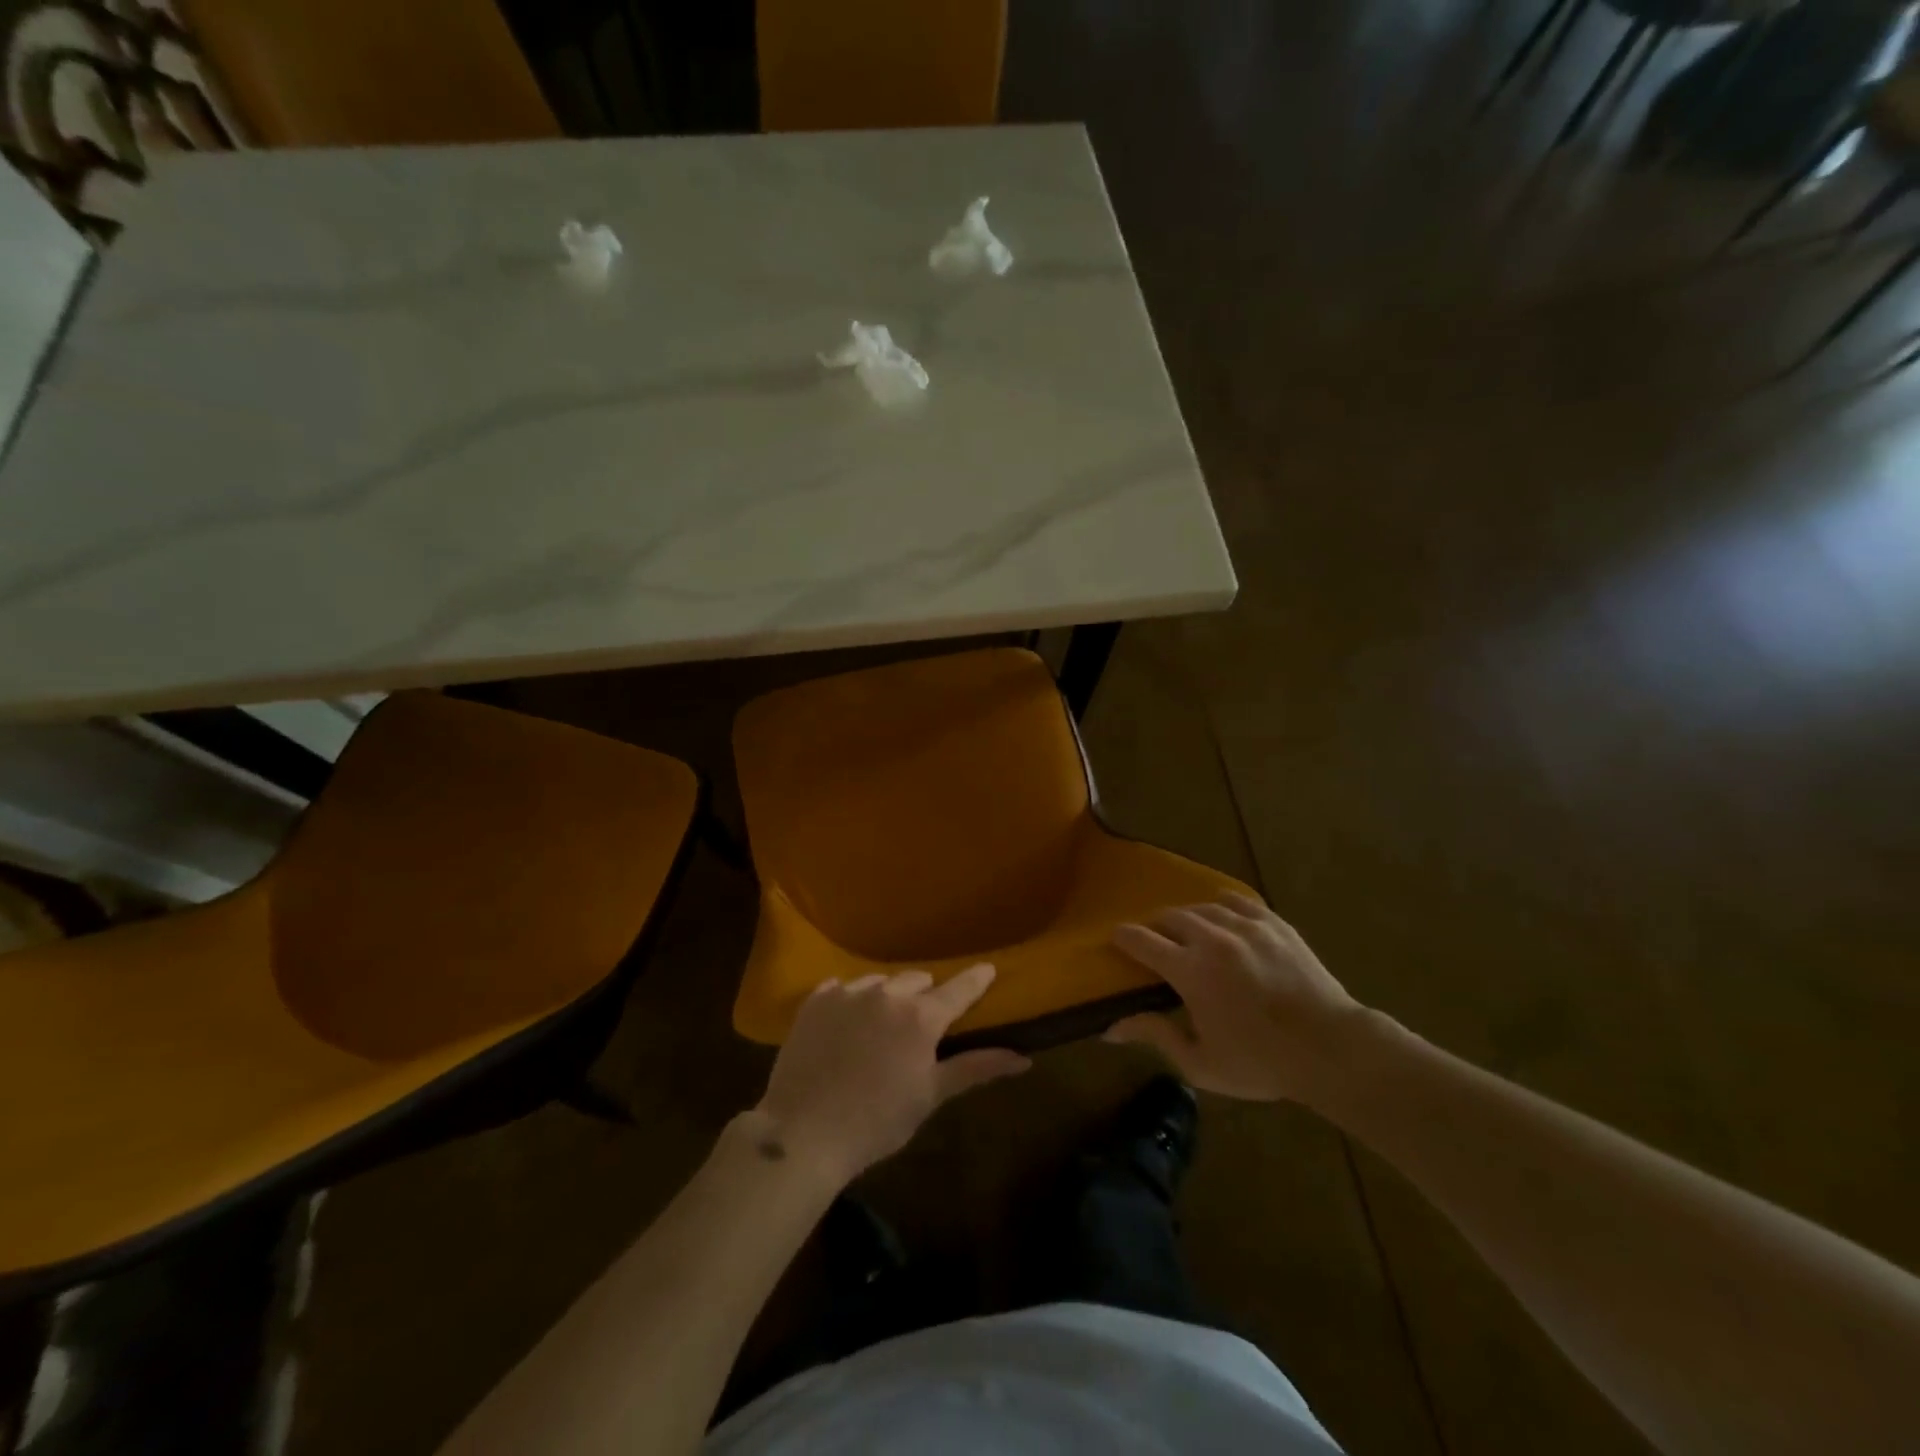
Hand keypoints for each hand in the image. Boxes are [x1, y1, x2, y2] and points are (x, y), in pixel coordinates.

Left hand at [754, 964, 1030, 1186]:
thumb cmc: (876, 1121)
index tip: (988, 969)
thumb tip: (1023, 1058)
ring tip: (879, 1027)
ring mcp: (848, 993)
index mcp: (921, 1017)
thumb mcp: (930, 1096)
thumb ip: (976, 1069)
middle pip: (917, 980)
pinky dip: (850, 1000)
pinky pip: (841, 987)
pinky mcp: (815, 1001)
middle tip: (920, 1025)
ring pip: (879, 982)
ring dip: (887, 997)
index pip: (959, 989)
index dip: (976, 980)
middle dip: (925, 997)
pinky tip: (845, 1024)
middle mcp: (887, 994)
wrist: (802, 1133)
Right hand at [1106, 894, 1366, 1104]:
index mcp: (1189, 970)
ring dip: (1187, 917)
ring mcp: (1245, 926)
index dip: (1123, 938)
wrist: (1332, 1049)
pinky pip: (1237, 901)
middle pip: (1169, 916)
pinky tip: (1222, 917)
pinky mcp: (1273, 923)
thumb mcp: (1200, 1063)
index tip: (1116, 940)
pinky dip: (1221, 907)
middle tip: (1155, 943)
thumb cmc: (1261, 1063)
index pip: (1141, 941)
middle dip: (1155, 927)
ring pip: (1201, 907)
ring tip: (1188, 931)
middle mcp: (1212, 938)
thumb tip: (1110, 1028)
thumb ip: (1155, 1036)